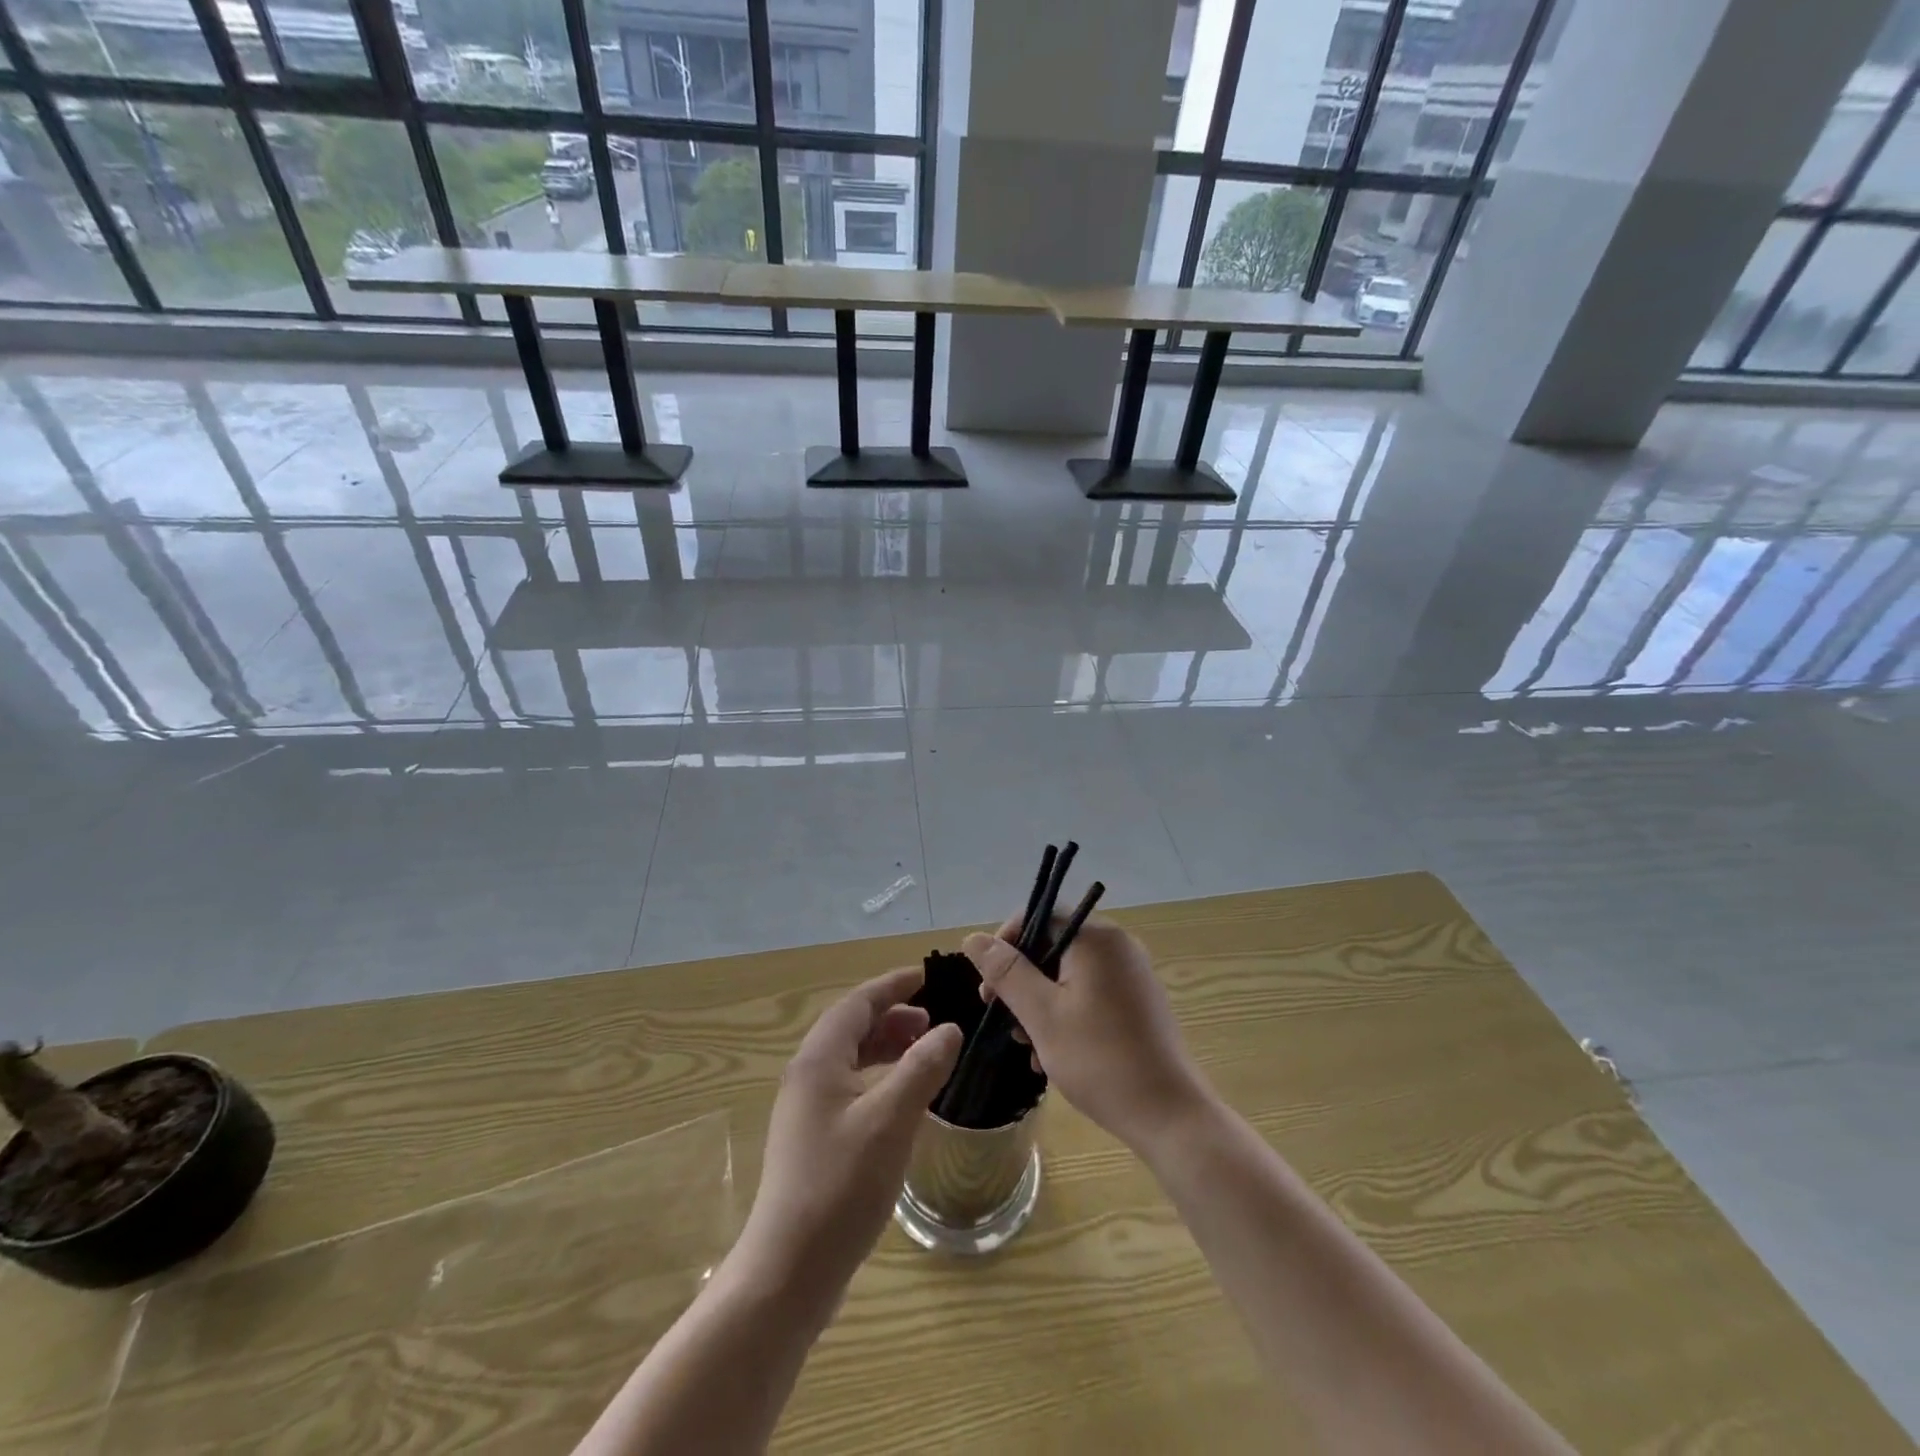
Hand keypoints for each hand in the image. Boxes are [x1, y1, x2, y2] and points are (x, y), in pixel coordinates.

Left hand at [736, 967, 961, 1302]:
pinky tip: (904, 1101)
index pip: (858, 1002)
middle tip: (935, 1021)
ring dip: (888, 1048)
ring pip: (852, 1060)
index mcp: (819, 1060)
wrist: (788, 1273)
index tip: (929, 975)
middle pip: (853, 1027)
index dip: (894, 985)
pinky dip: (881, 1080)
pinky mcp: (814, 1141)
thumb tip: (949, 1029)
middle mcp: (808, 1076)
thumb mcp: (890, 1121)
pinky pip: (851, 1089)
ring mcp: (807, 1111)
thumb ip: (921, 1068)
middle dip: (894, 1016)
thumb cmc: (840, 1187)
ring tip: (925, 1053)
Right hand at [962, 919, 1210, 1150]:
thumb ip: (1006, 972)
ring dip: (1039, 1001)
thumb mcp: (1042, 1015)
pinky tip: (1051, 1053)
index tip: (988, 982)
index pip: (1040, 915)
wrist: (1170, 1116)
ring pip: (1069, 972)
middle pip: (1053, 944)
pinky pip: (1090, 991)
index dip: (1007, 941)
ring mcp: (1131, 974)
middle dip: (1021, 978)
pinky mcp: (1137, 1001)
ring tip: (1024, 1043)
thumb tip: (973, 938)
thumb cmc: (1100, 1060)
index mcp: (1096, 938)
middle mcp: (1118, 945)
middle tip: (999, 1015)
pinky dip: (1065, 1012)